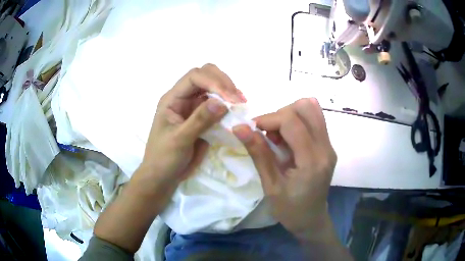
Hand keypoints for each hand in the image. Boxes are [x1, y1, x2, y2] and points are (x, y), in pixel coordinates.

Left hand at [133, 63, 244, 198]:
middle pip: (205, 75)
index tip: (231, 99)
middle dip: (223, 83)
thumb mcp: (179, 140)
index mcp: (172, 99)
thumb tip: (222, 103)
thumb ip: (199, 120)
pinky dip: (228, 106)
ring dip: (228, 92)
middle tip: (238, 99)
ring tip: (241, 104)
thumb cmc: (164, 158)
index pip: (194, 77)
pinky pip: (217, 105)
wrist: (163, 176)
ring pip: (213, 89)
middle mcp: (183, 98)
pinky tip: (237, 112)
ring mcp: (194, 107)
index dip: (214, 82)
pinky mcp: (203, 118)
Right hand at [232, 98, 336, 237]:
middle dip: (280, 115)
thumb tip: (239, 128)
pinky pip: (314, 120)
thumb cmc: (289, 209)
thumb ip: (258, 153)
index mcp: (312, 161)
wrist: (311, 219)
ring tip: (279, 137)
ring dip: (290, 116)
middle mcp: (326, 148)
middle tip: (269, 136)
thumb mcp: (270, 185)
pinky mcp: (328, 146)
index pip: (292, 121)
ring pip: (312, 109)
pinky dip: (297, 121)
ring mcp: (330, 146)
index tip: (252, 129)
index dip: (268, 119)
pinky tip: (289, 139)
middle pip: (305, 108)